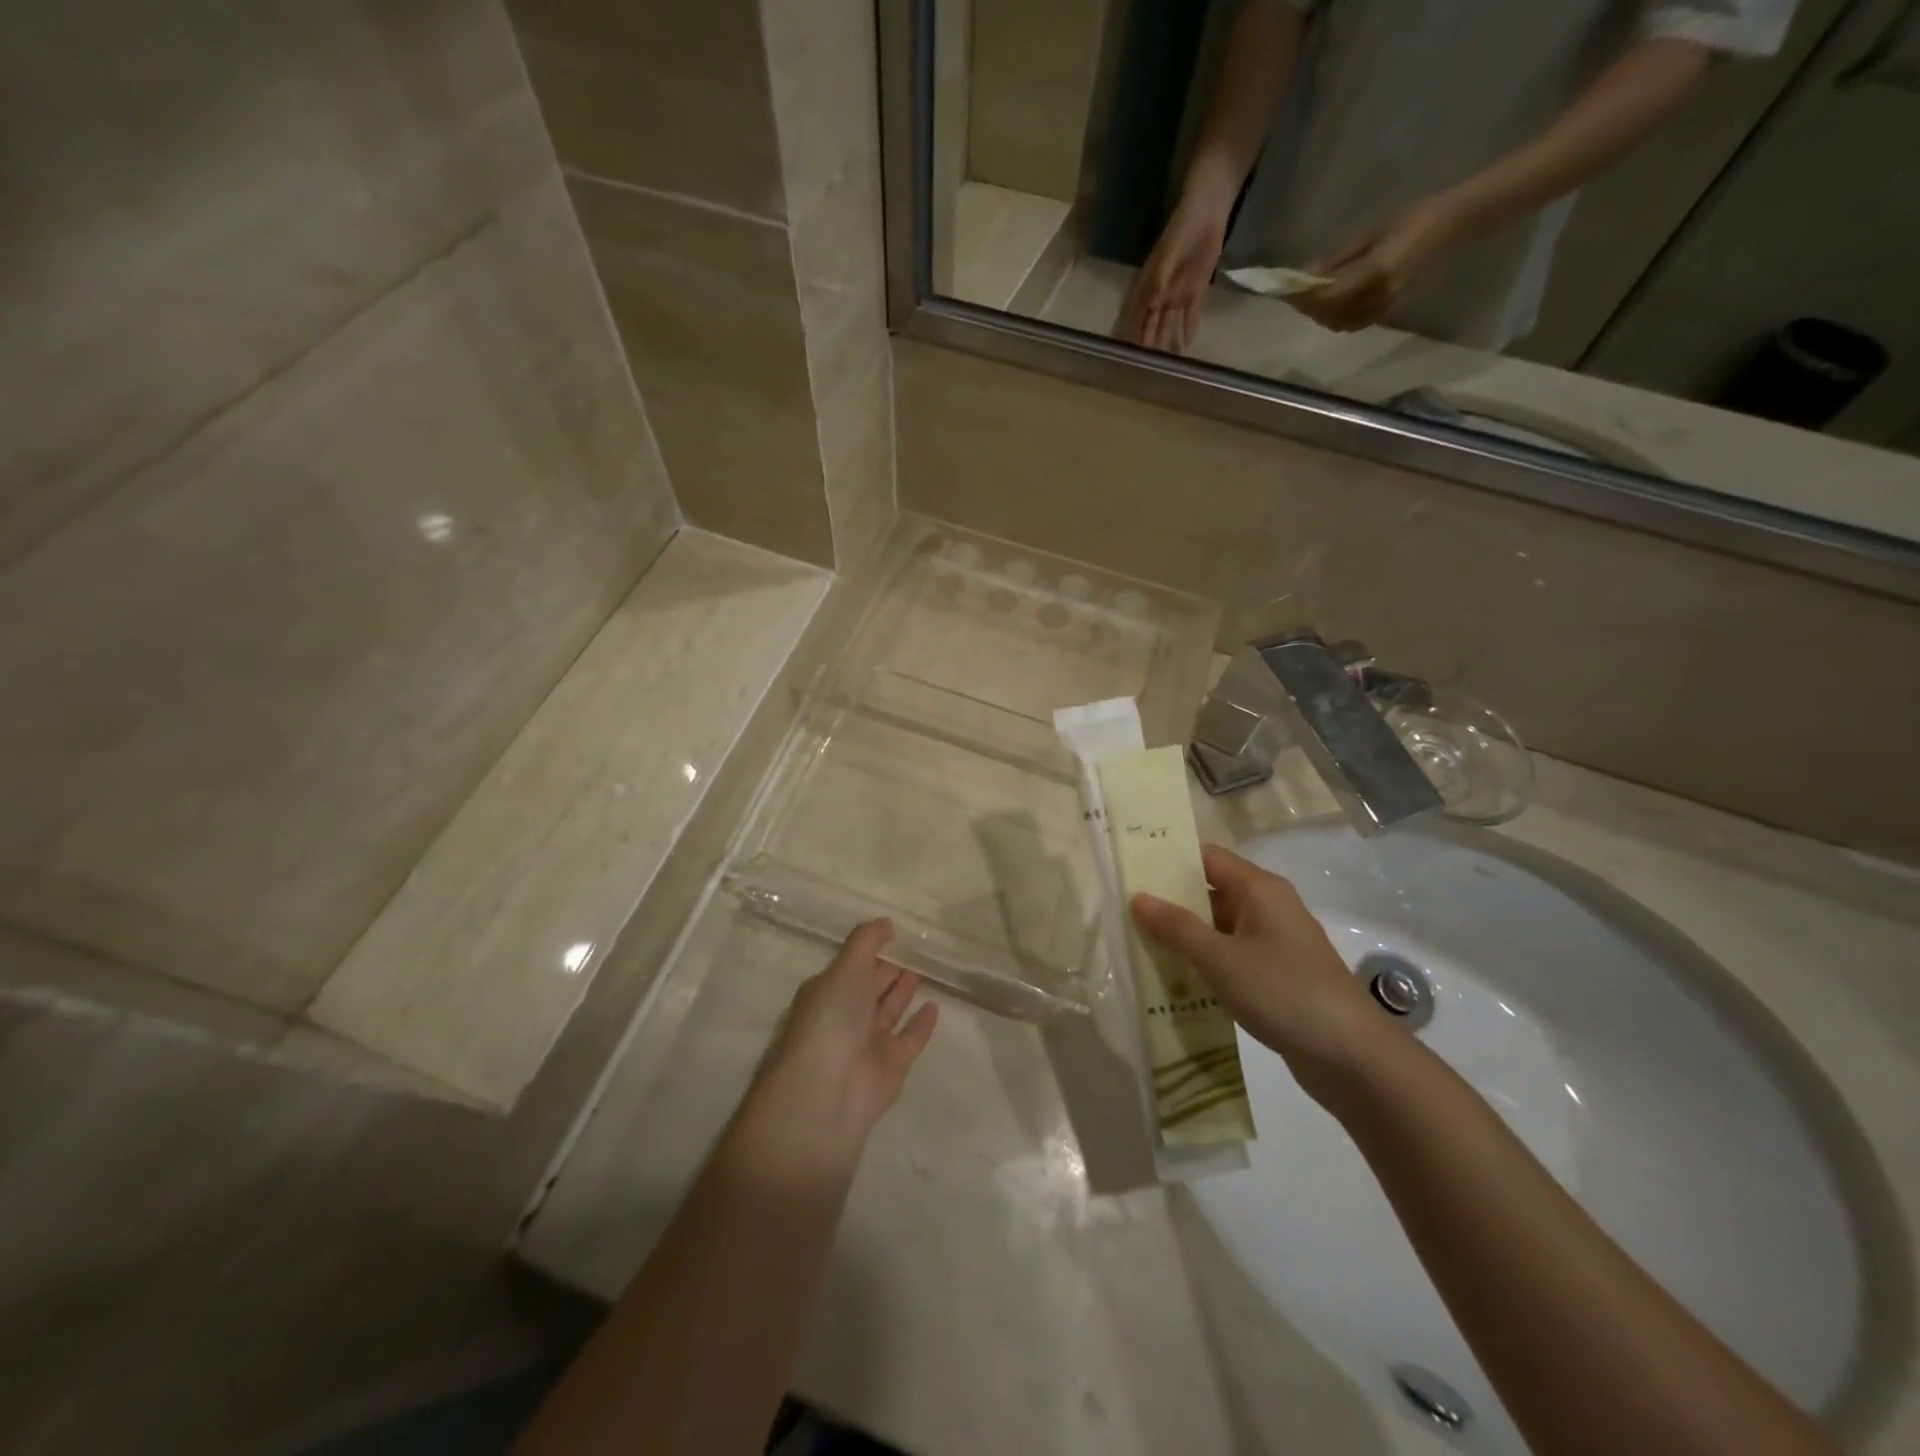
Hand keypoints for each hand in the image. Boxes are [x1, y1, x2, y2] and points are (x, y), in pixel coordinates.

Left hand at [739, 920, 938, 1170]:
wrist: (829, 1092)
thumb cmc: (830, 1020)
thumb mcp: (844, 969)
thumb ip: (866, 942)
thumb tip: (886, 922)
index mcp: (827, 993)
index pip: (852, 966)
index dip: (870, 951)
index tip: (894, 933)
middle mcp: (846, 1016)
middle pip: (870, 987)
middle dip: (887, 970)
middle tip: (914, 949)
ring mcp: (869, 1042)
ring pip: (889, 1011)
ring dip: (903, 991)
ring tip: (924, 970)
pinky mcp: (892, 1065)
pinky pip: (910, 1038)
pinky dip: (922, 1024)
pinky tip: (934, 1006)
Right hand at [1114, 196, 1229, 353]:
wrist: (1207, 211)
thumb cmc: (1181, 229)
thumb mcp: (1167, 255)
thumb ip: (1159, 280)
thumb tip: (1151, 307)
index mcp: (1148, 285)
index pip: (1136, 315)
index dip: (1131, 333)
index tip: (1126, 353)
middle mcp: (1159, 294)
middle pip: (1151, 324)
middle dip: (1148, 343)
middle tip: (1146, 366)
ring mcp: (1177, 294)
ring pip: (1168, 323)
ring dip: (1166, 340)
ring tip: (1165, 363)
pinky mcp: (1195, 290)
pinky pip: (1191, 315)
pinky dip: (1188, 329)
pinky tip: (1186, 346)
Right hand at [1131, 846, 1384, 1099]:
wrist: (1352, 1057)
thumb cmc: (1284, 992)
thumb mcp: (1221, 959)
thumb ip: (1177, 927)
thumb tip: (1138, 898)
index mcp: (1260, 889)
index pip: (1207, 858)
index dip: (1170, 860)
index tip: (1132, 869)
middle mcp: (1269, 907)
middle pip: (1211, 892)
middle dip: (1171, 902)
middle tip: (1125, 911)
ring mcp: (1275, 942)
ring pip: (1219, 927)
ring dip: (1186, 936)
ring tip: (1139, 944)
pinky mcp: (1277, 975)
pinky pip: (1231, 956)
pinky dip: (1205, 962)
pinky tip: (1175, 979)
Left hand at [1288, 197, 1461, 333]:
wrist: (1448, 225)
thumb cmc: (1410, 219)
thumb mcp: (1368, 235)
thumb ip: (1337, 260)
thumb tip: (1307, 276)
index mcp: (1376, 272)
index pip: (1329, 295)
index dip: (1305, 296)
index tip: (1287, 289)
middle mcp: (1379, 295)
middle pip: (1331, 313)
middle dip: (1308, 306)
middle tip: (1293, 294)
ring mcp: (1385, 305)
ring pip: (1339, 323)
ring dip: (1319, 314)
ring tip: (1307, 299)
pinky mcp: (1387, 309)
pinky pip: (1353, 323)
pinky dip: (1335, 318)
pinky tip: (1328, 305)